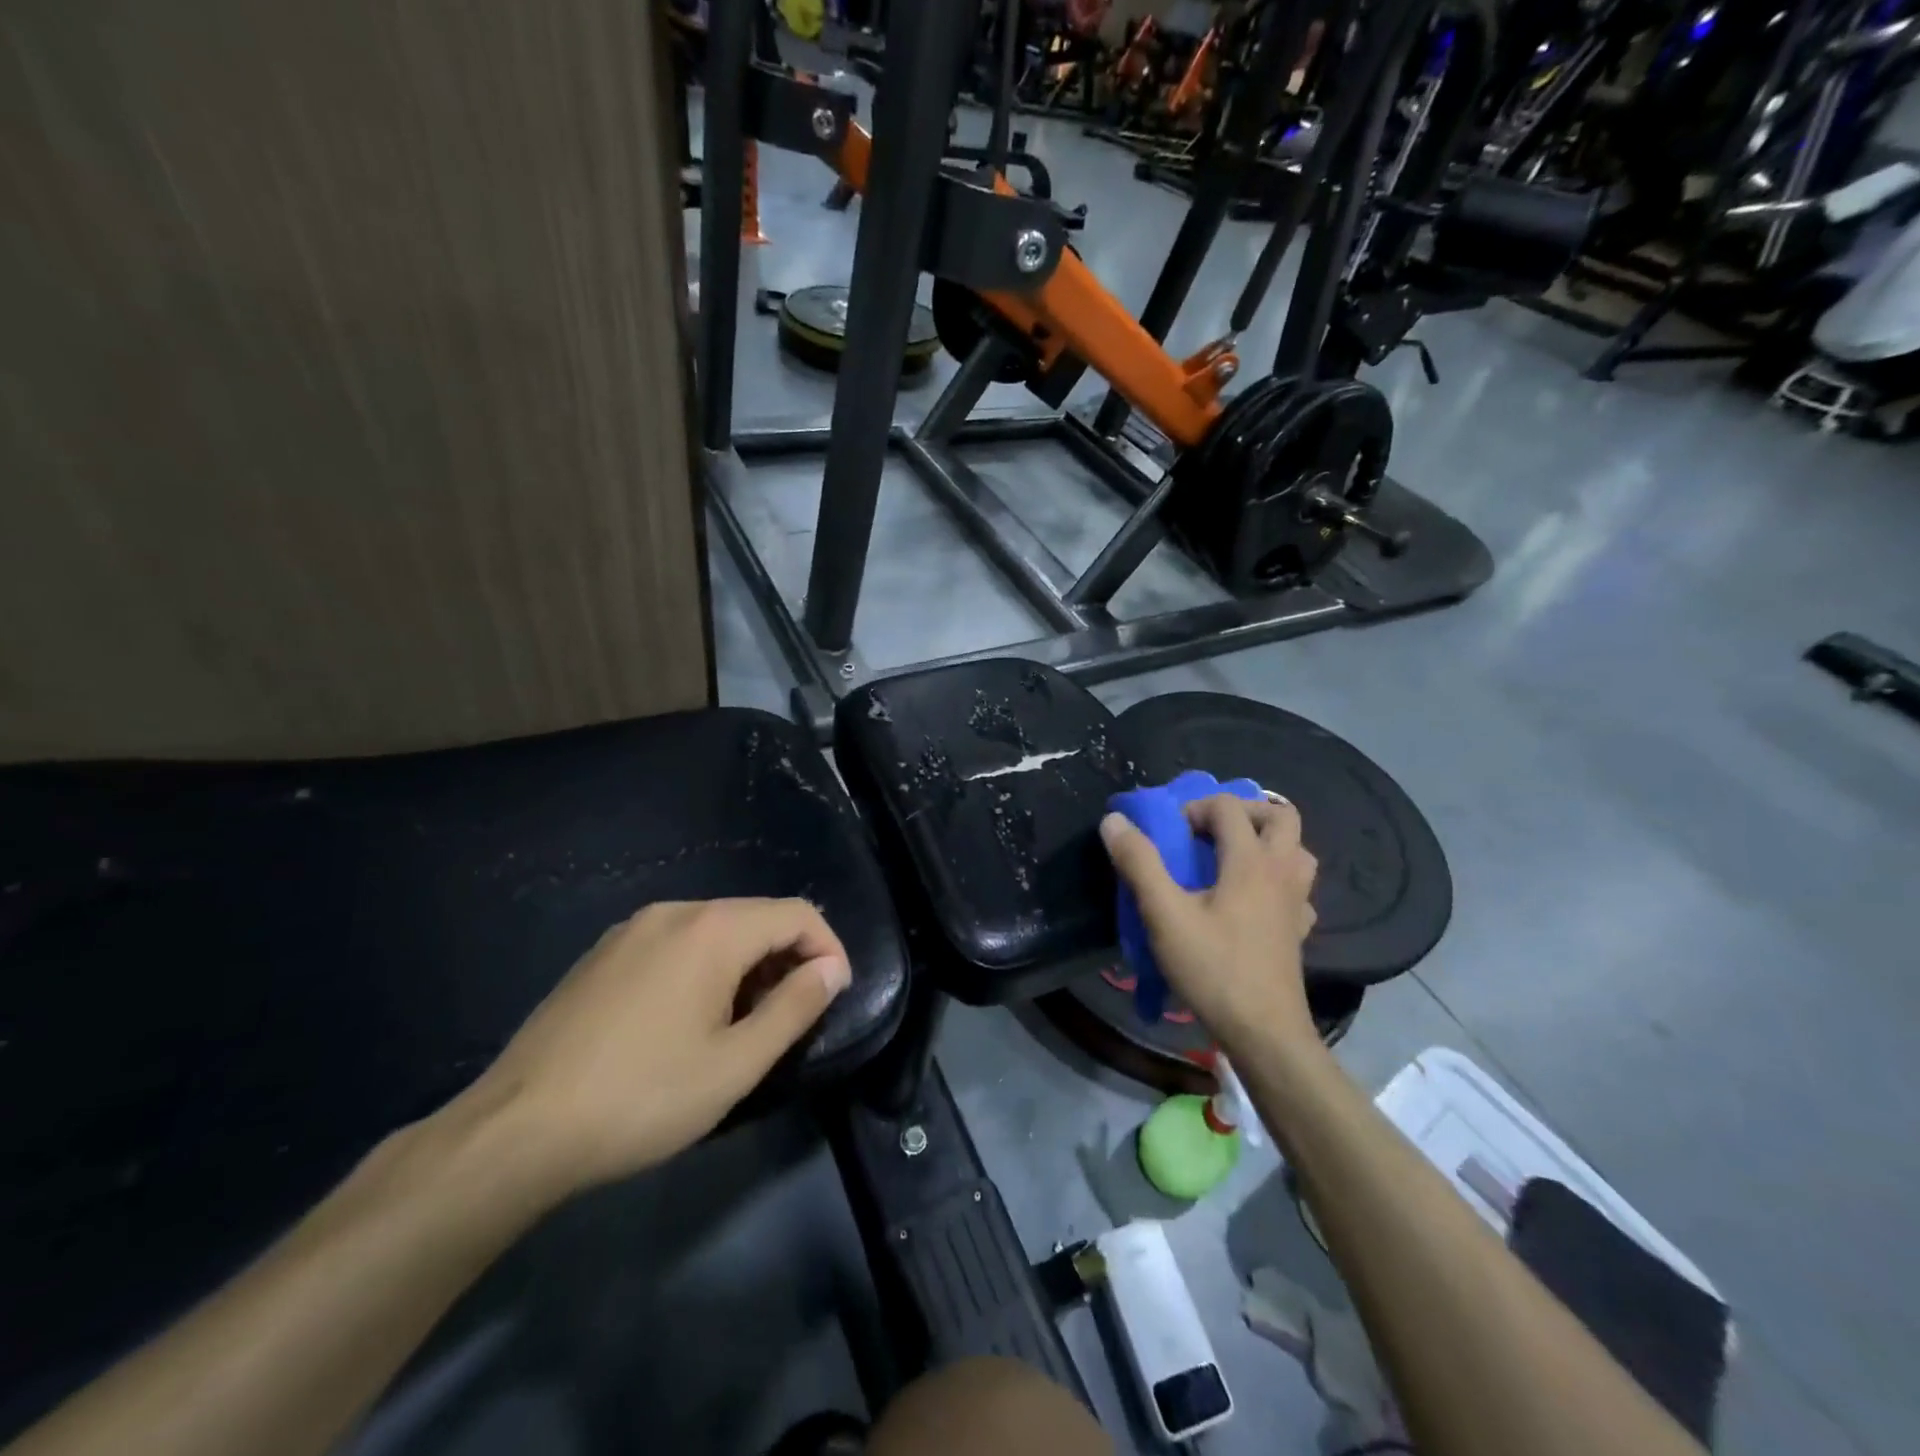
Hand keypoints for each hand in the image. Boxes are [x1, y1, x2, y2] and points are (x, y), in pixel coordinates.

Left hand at [460, 898, 850, 1195]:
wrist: (515, 1130)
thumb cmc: (642, 1097)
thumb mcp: (736, 1064)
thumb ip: (794, 1008)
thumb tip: (831, 969)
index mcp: (712, 929)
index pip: (797, 913)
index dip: (827, 948)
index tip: (833, 996)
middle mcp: (674, 912)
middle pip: (755, 916)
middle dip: (787, 958)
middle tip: (790, 1017)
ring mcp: (631, 930)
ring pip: (714, 929)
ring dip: (746, 964)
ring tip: (742, 1023)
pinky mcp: (602, 954)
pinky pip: (674, 943)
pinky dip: (704, 967)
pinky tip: (687, 1019)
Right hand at [1099, 794, 1318, 1055]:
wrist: (1264, 1032)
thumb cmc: (1213, 968)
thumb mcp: (1164, 914)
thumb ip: (1139, 863)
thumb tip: (1114, 820)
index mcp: (1250, 861)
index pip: (1229, 807)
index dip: (1194, 808)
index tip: (1170, 834)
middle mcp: (1281, 872)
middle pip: (1281, 816)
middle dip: (1244, 812)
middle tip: (1209, 832)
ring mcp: (1296, 902)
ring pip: (1297, 850)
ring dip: (1267, 841)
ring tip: (1231, 858)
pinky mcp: (1299, 931)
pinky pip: (1296, 889)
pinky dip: (1277, 880)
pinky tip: (1253, 900)